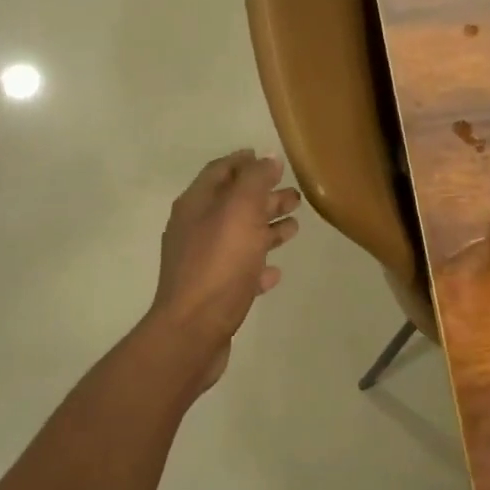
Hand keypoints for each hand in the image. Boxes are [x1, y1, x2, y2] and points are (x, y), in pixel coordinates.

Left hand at [149, 151, 300, 379]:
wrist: (194, 330)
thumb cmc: (219, 264)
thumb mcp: (240, 211)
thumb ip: (254, 181)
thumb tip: (267, 159)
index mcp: (196, 204)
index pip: (220, 171)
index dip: (244, 162)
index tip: (271, 159)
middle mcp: (194, 229)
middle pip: (232, 204)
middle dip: (263, 196)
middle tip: (295, 195)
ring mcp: (201, 262)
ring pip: (238, 237)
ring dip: (265, 228)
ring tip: (295, 227)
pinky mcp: (212, 293)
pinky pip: (239, 271)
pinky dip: (258, 265)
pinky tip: (275, 271)